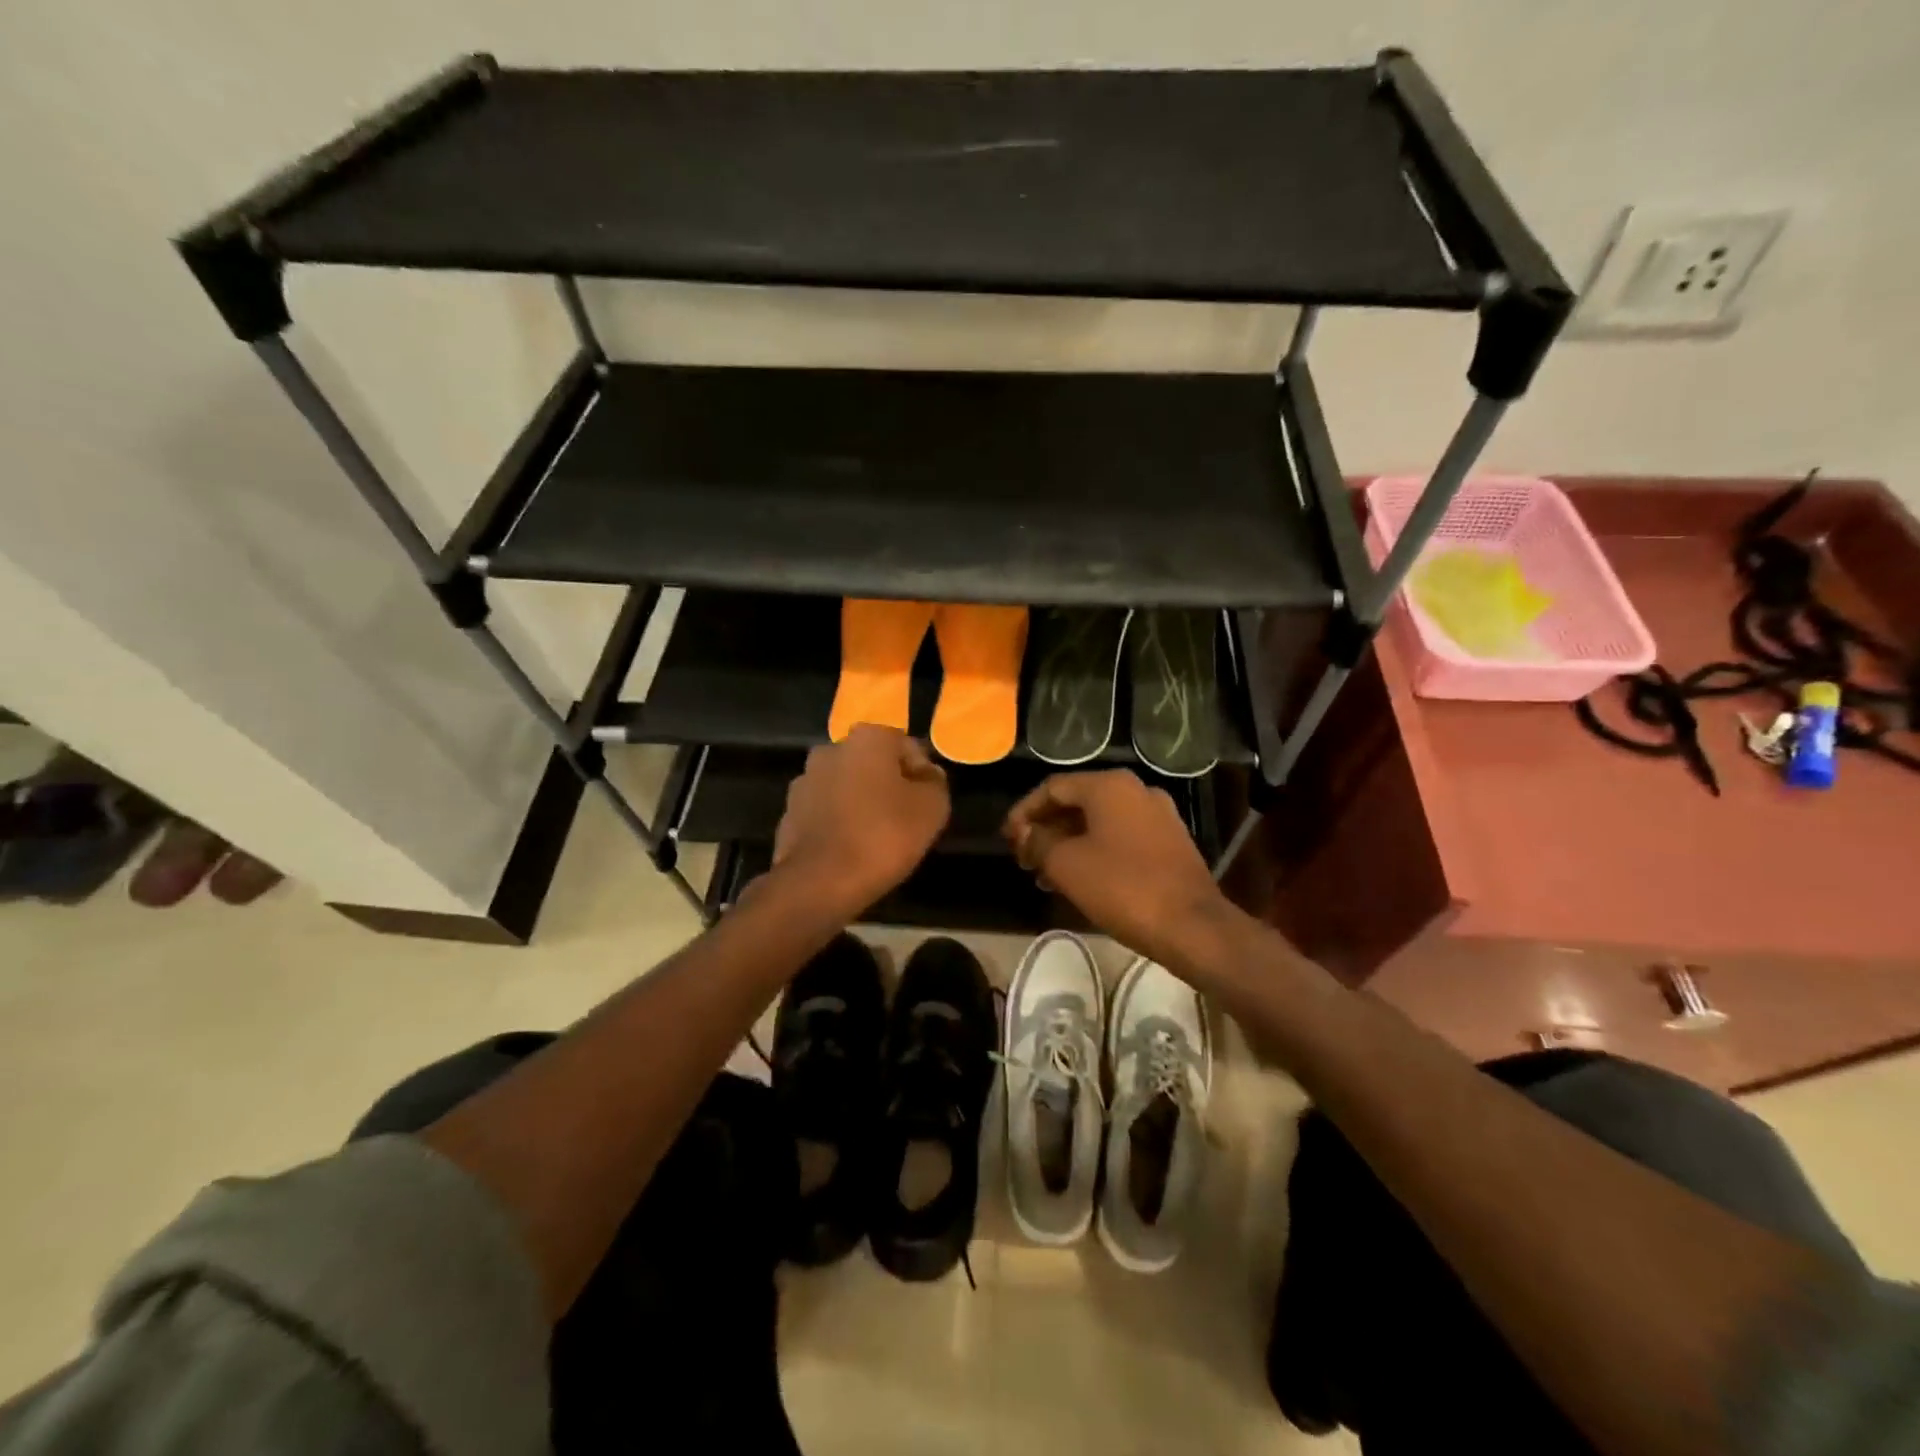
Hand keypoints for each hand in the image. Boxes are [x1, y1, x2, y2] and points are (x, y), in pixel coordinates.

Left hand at [772, 726, 950, 914]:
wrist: (819, 882)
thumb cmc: (883, 836)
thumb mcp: (932, 808)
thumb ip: (934, 782)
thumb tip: (926, 773)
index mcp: (867, 739)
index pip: (905, 745)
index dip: (920, 773)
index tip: (926, 802)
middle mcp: (831, 749)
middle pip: (871, 763)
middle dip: (887, 784)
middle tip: (904, 818)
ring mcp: (804, 780)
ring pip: (845, 785)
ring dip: (860, 801)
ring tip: (876, 836)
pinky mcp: (789, 812)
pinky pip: (825, 811)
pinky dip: (838, 822)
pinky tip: (850, 847)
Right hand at [1003, 771, 1234, 967]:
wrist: (1192, 926)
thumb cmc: (1123, 887)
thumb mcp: (1067, 865)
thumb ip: (1038, 842)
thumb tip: (1024, 833)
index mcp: (1110, 786)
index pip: (1053, 788)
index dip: (1024, 812)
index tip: (1007, 838)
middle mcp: (1136, 791)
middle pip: (1078, 803)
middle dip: (1046, 829)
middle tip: (1023, 857)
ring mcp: (1158, 816)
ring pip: (1099, 823)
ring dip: (1068, 844)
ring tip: (1044, 875)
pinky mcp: (1170, 843)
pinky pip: (1121, 838)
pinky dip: (1095, 852)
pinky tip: (1079, 879)